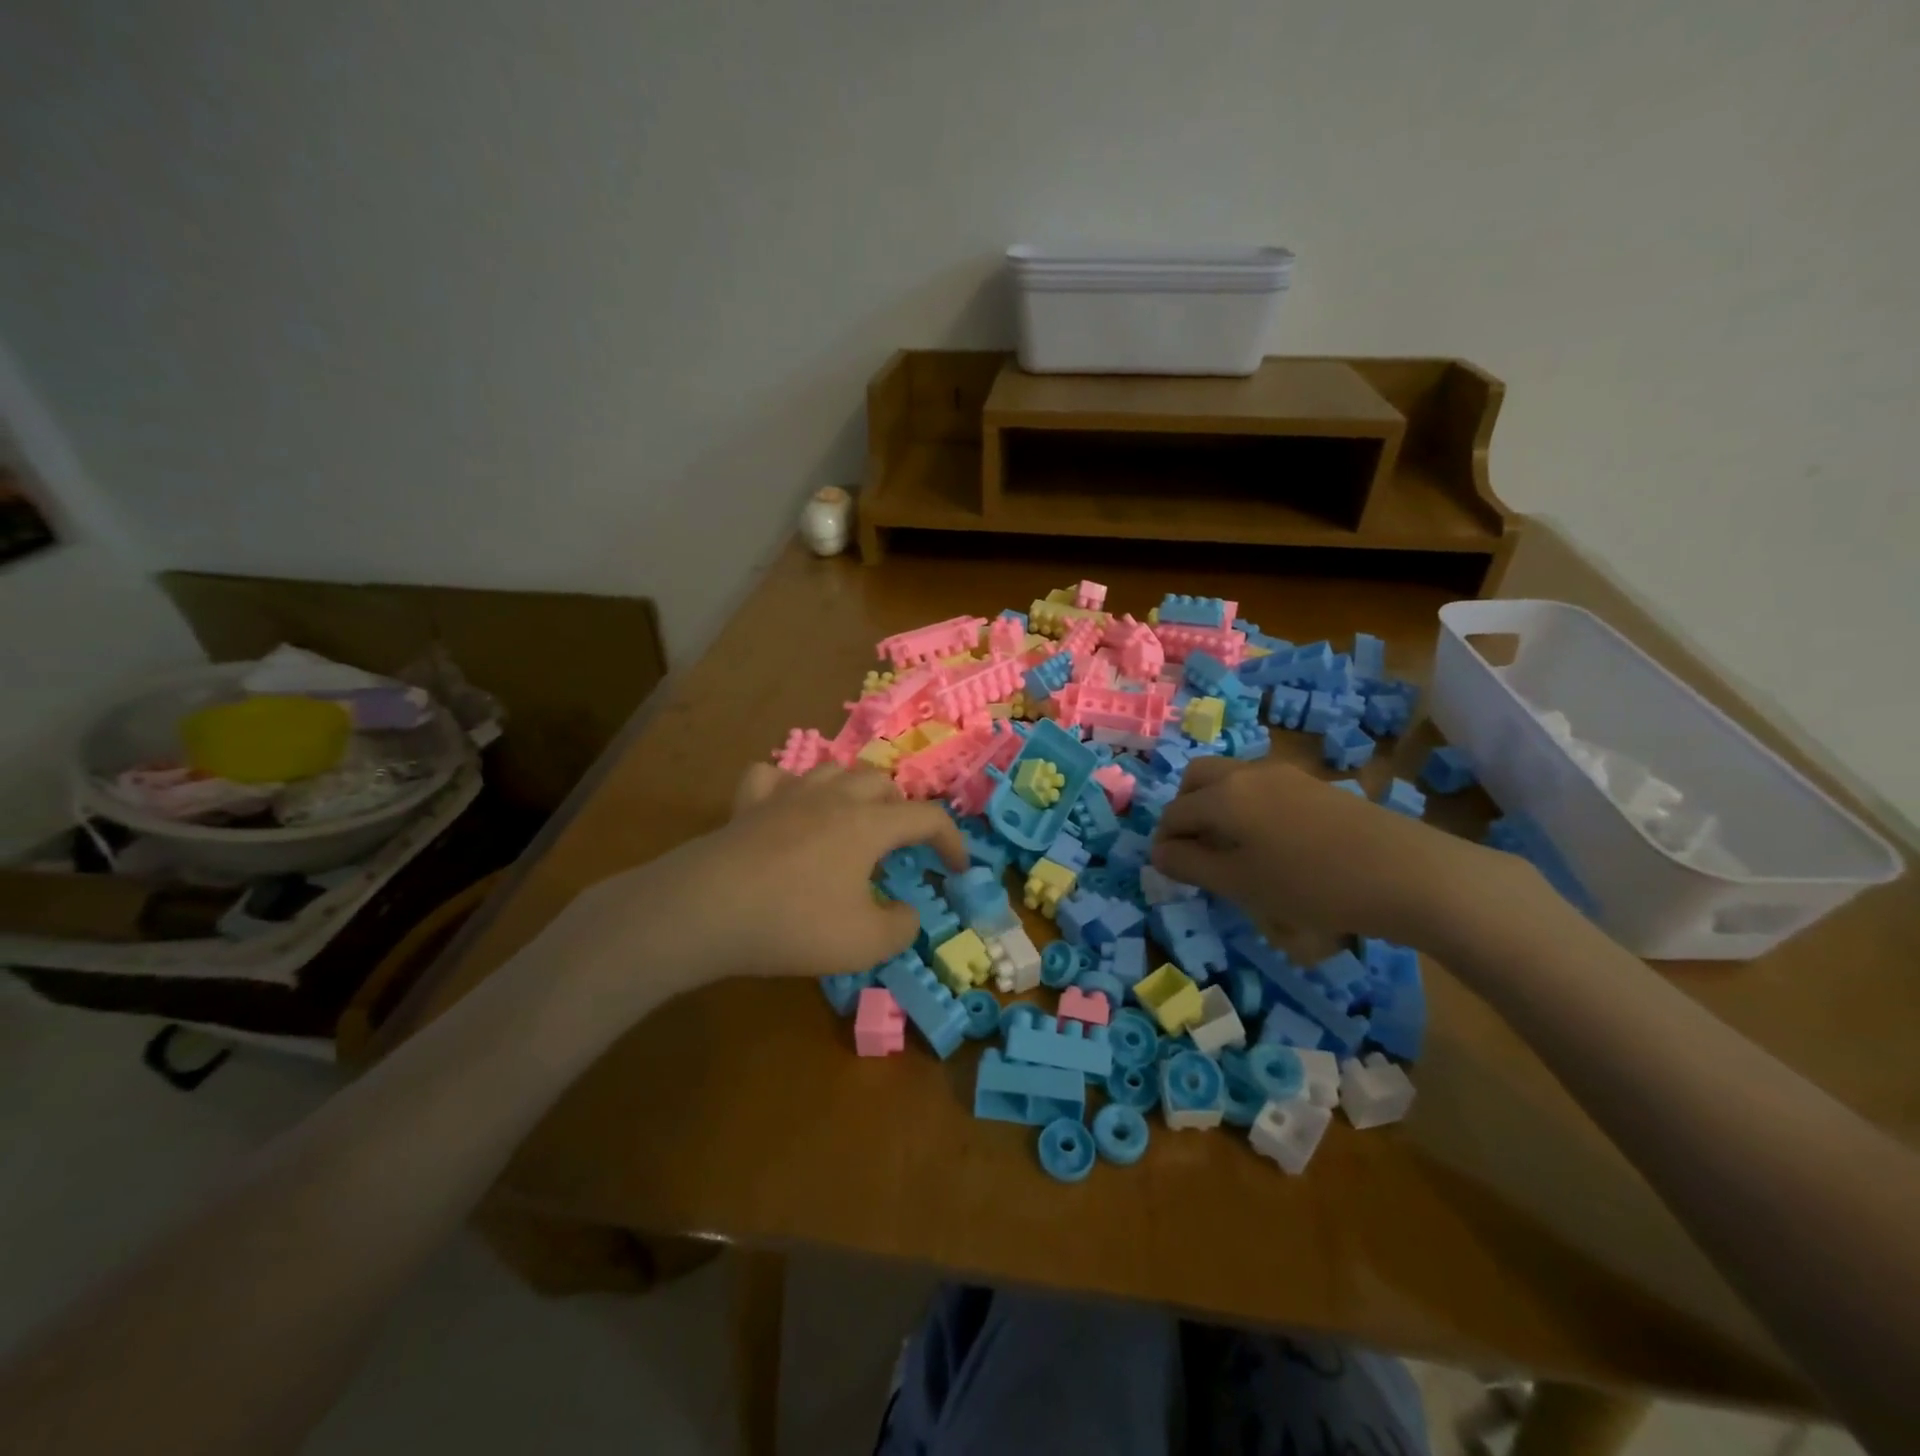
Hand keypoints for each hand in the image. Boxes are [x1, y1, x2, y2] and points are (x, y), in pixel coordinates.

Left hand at [576, 764, 967, 992]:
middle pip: (881, 783)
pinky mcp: (747, 805)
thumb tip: (906, 911)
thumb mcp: (865, 942)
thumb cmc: (795, 924)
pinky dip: (786, 788)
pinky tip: (785, 807)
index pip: (927, 817)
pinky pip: (772, 778)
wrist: (706, 909)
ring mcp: (786, 795)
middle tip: (900, 846)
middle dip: (901, 810)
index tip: (958, 868)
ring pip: (833, 770)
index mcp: (869, 824)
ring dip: (853, 790)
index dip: (952, 841)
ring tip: (852, 820)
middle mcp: (833, 797)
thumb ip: (901, 926)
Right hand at [1151, 757, 1522, 947]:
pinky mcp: (1313, 785)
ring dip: (1216, 806)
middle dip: (1185, 810)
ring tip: (1231, 850)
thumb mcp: (1239, 884)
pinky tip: (1270, 844)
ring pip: (1230, 779)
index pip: (1175, 812)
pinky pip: (1260, 788)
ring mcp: (1284, 775)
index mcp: (1223, 795)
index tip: (1171, 871)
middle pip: (1197, 778)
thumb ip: (1190, 865)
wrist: (1405, 873)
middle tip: (1195, 849)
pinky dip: (1246, 807)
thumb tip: (1158, 852)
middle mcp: (1247, 773)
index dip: (1164, 842)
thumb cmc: (1310, 884)